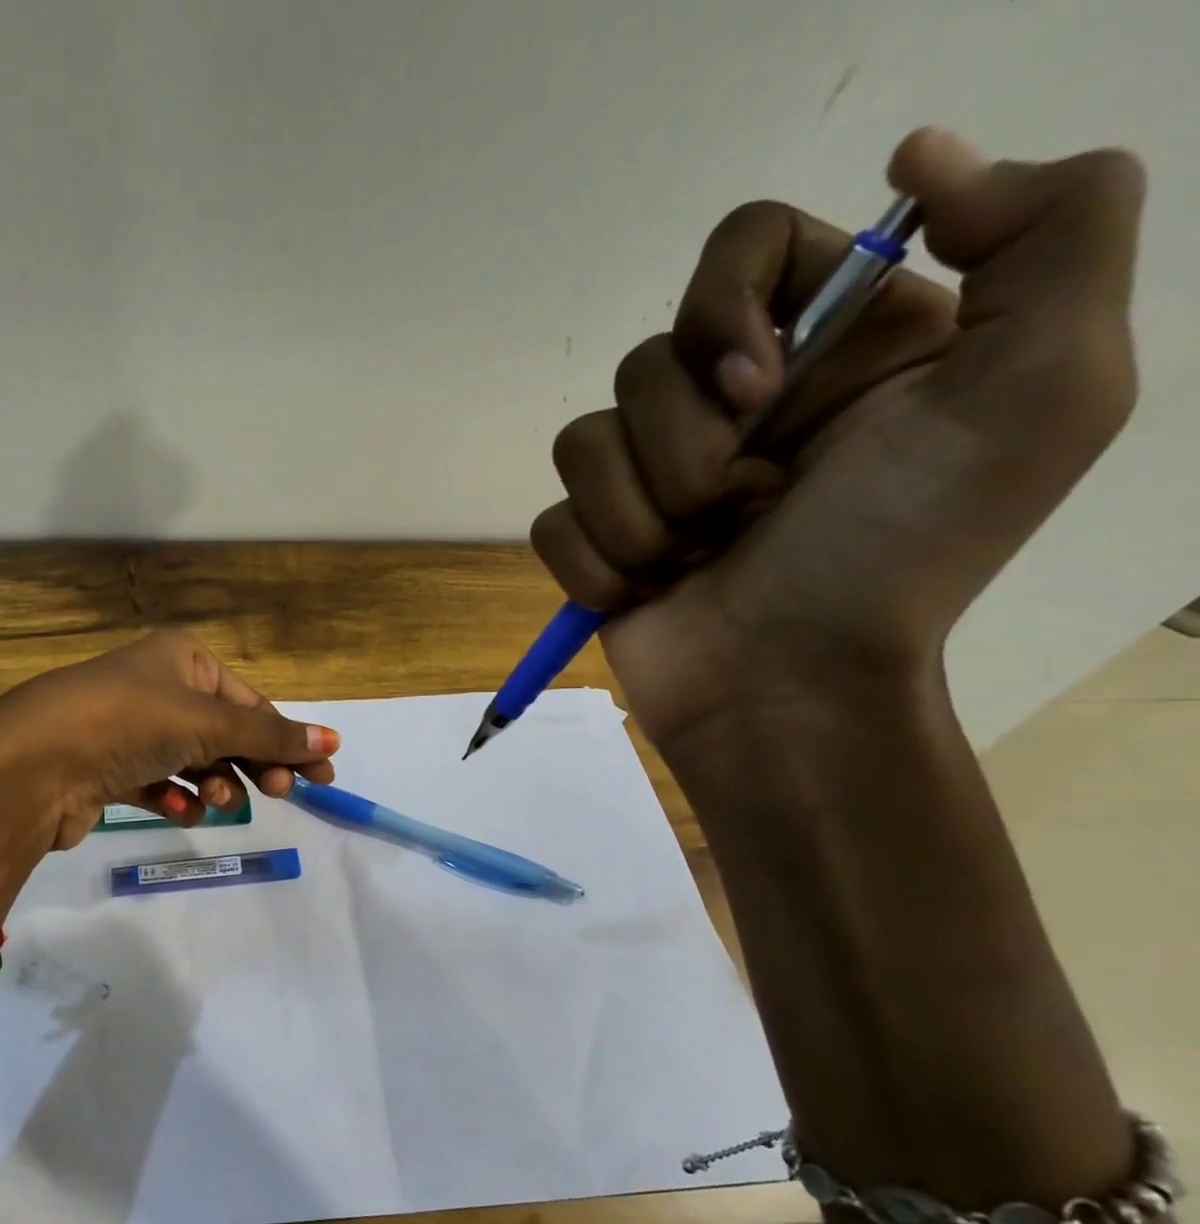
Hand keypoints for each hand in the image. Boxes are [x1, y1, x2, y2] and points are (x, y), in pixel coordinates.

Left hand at [0, 632, 338, 867]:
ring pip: (192, 759)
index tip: (323, 778)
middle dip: (254, 762)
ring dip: (214, 781)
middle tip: (280, 793)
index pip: (249, 700)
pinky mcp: (107, 767)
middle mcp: (156, 686)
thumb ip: (269, 735)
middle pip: (224, 730)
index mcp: (182, 659)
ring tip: (220, 800)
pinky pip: (156, 782)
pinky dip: (175, 797)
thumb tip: (332, 740)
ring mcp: (128, 727)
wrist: (31, 764)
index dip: (287, 737)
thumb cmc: (128, 722)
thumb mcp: (206, 722)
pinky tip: (183, 810)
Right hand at [530, 128, 1144, 759]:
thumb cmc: (897, 555)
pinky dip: (599, 564)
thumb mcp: (1041, 391)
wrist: (790, 690)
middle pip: (645, 363)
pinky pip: (552, 520)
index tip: (755, 387)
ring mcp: (652, 477)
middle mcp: (733, 403)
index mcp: (830, 348)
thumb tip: (919, 153)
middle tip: (749, 511)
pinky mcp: (596, 537)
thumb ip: (1052, 228)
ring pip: (582, 443)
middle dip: (689, 452)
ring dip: (643, 517)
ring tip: (699, 562)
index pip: (741, 246)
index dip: (723, 305)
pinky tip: (649, 593)